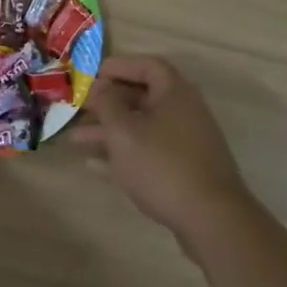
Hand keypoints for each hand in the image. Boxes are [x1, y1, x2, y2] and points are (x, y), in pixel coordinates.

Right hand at [68, 56, 253, 239]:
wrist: (211, 220)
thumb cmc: (162, 165)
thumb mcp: (123, 131)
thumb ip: (107, 103)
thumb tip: (99, 86)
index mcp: (174, 93)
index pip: (147, 66)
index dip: (119, 67)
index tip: (92, 76)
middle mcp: (184, 111)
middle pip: (142, 98)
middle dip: (107, 104)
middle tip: (79, 109)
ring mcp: (186, 143)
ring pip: (142, 128)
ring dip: (110, 132)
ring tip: (75, 141)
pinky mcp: (185, 170)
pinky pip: (149, 152)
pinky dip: (124, 154)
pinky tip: (95, 166)